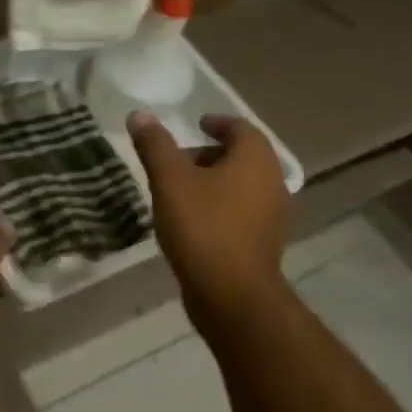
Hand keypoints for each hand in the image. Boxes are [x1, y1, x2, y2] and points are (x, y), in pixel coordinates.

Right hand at [127, 112, 290, 332]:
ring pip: (241, 186)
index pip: (240, 128)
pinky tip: (191, 219)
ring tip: (178, 190)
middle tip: (178, 159)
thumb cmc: (203, 226)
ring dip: (214, 181)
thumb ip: (155, 144)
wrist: (232, 296)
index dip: (217, 123)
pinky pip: (241, 211)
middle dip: (210, 154)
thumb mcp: (169, 179)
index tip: (195, 125)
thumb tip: (139, 115)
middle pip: (242, 157)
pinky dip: (219, 206)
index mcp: (255, 160)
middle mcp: (272, 182)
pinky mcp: (263, 243)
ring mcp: (272, 216)